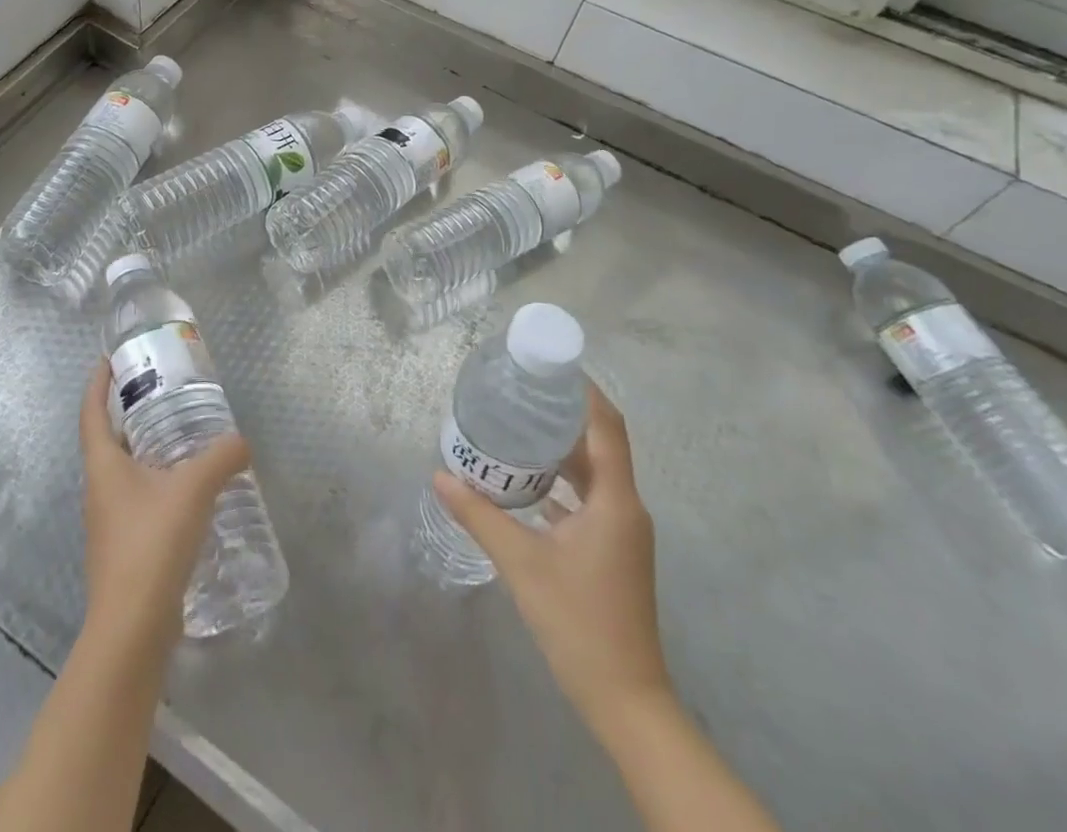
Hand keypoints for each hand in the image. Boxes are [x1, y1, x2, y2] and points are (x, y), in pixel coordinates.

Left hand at [78, 358, 251, 651]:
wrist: (132, 630)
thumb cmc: (151, 545)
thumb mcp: (193, 490)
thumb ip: (221, 458)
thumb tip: (241, 441)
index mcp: (103, 466)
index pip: (91, 412)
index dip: (97, 384)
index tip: (109, 360)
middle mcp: (100, 489)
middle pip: (109, 440)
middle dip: (130, 413)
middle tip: (162, 393)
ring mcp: (110, 522)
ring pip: (126, 471)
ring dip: (148, 450)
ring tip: (183, 436)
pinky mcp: (126, 548)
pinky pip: (141, 499)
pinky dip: (160, 483)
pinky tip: (190, 490)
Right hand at [433, 382, 671, 735]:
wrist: (626, 700)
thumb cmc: (578, 622)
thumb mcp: (522, 563)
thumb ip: (480, 515)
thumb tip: (440, 475)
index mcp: (615, 500)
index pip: (607, 426)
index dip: (584, 391)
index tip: (551, 365)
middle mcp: (625, 506)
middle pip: (598, 444)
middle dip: (561, 415)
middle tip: (518, 392)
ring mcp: (622, 531)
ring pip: (593, 472)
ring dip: (560, 449)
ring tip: (515, 427)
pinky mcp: (613, 550)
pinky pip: (589, 498)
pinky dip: (561, 482)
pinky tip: (525, 481)